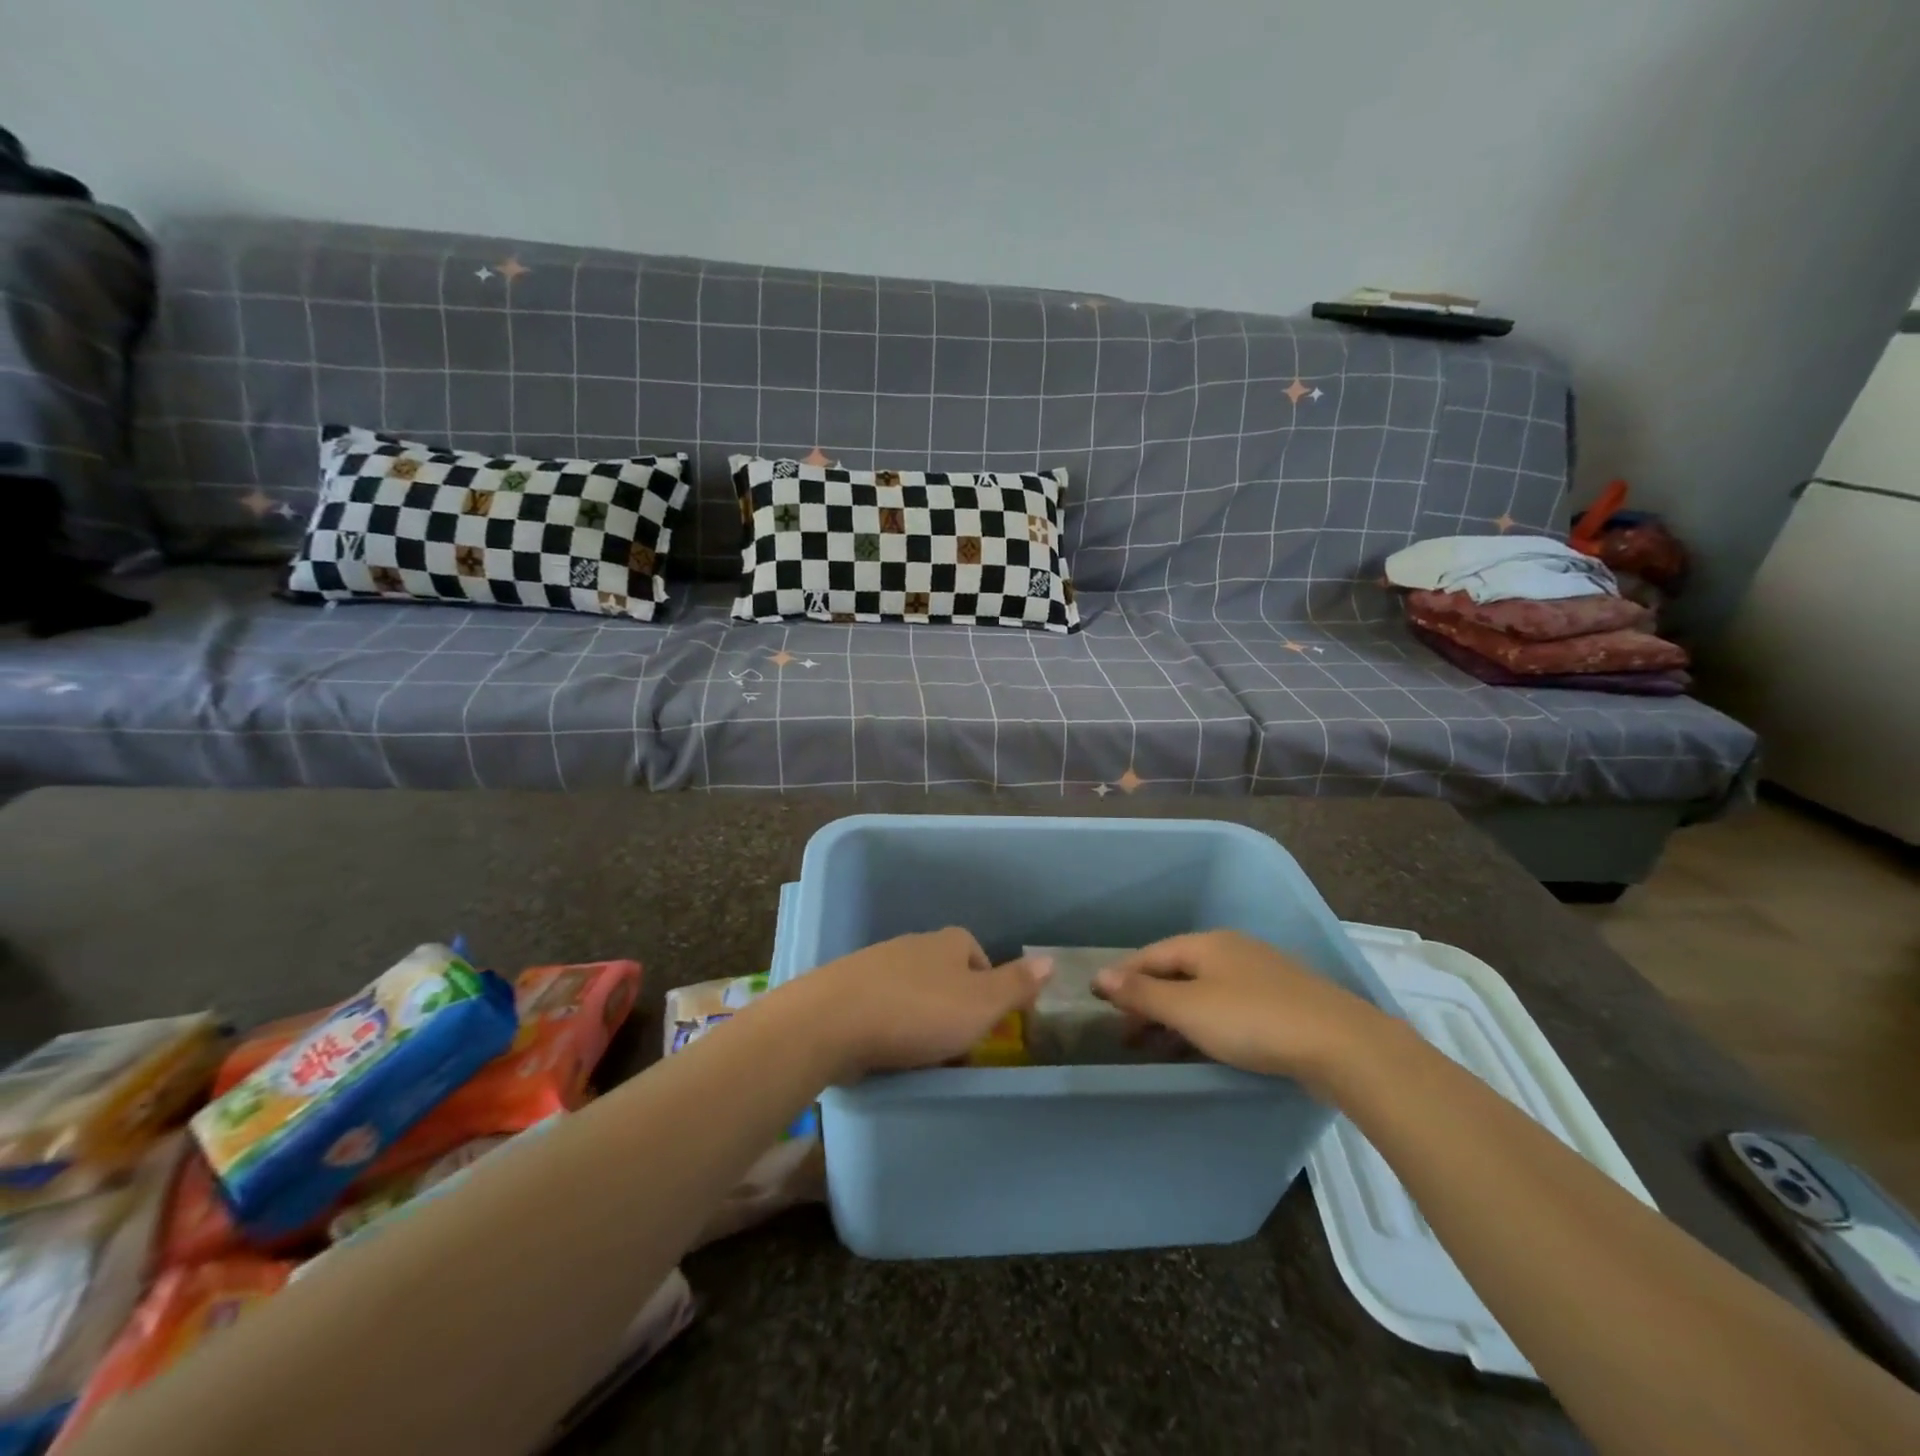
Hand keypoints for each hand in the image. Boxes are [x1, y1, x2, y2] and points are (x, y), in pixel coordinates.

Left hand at [779, 928, 1052, 1082]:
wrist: (834, 1020)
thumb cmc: (919, 1012)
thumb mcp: (981, 1004)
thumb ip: (1016, 985)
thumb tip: (1050, 960)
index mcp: (948, 942)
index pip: (977, 955)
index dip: (987, 987)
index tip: (987, 1023)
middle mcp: (914, 944)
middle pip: (944, 972)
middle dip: (953, 1005)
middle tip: (957, 1044)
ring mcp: (877, 962)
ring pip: (912, 988)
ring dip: (920, 1016)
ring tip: (922, 1053)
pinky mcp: (848, 987)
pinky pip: (881, 1003)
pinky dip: (890, 1022)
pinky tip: (887, 1048)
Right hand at [1092, 930, 1390, 1089]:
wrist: (1341, 1044)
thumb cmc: (1252, 1021)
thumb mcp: (1188, 1009)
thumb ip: (1142, 994)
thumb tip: (1100, 975)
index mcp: (1206, 944)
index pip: (1151, 955)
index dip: (1123, 979)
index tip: (1102, 1006)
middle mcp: (1231, 949)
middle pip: (1177, 972)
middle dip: (1149, 1002)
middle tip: (1128, 1036)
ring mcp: (1260, 973)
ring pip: (1203, 990)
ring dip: (1176, 1015)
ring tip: (1159, 1047)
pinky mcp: (1282, 1000)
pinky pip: (1228, 1004)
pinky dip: (1205, 1022)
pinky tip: (1205, 1044)